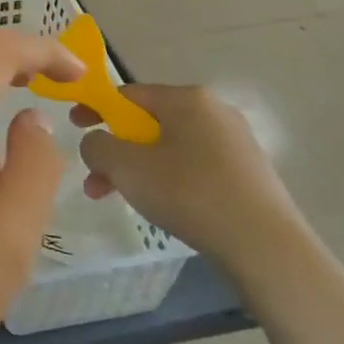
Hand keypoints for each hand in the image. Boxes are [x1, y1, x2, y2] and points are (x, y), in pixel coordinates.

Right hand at [76, 85, 302, 280]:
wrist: (268, 249)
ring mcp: (236, 143)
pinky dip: (169, 181)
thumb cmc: (191, 194)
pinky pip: (195, 167)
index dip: (96, 108)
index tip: (75, 128)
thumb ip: (98, 146)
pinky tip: (163, 209)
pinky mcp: (249, 175)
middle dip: (116, 150)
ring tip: (119, 200)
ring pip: (170, 148)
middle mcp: (214, 111)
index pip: (128, 94)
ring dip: (138, 170)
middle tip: (94, 179)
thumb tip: (95, 143)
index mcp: (187, 98)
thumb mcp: (127, 167)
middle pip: (149, 123)